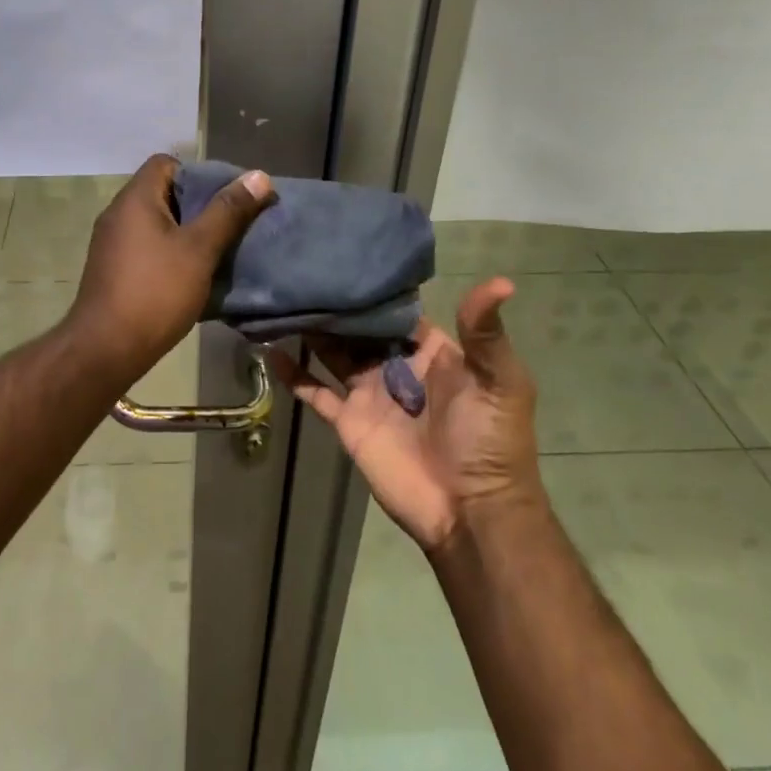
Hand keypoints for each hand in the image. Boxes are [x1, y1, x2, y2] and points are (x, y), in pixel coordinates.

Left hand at [64, 154, 273, 373]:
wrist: (105, 349)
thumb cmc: (156, 292)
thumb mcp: (199, 249)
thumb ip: (228, 211)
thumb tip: (258, 175)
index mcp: (135, 199)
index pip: (166, 163)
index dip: (198, 173)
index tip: (225, 197)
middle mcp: (118, 213)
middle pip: (162, 192)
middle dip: (198, 205)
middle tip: (229, 224)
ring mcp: (111, 243)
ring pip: (155, 223)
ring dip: (185, 232)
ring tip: (216, 249)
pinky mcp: (111, 269)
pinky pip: (145, 246)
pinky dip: (168, 252)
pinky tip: (191, 274)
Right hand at [275, 277, 543, 552]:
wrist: (470, 511)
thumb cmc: (488, 440)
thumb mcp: (500, 381)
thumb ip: (486, 333)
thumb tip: (501, 281)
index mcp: (430, 351)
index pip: (395, 311)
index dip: (373, 288)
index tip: (344, 258)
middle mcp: (395, 365)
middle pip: (359, 328)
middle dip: (336, 305)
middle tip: (302, 273)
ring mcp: (369, 393)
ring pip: (333, 352)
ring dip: (312, 330)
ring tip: (283, 300)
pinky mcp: (348, 421)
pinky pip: (315, 392)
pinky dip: (293, 374)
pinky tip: (269, 350)